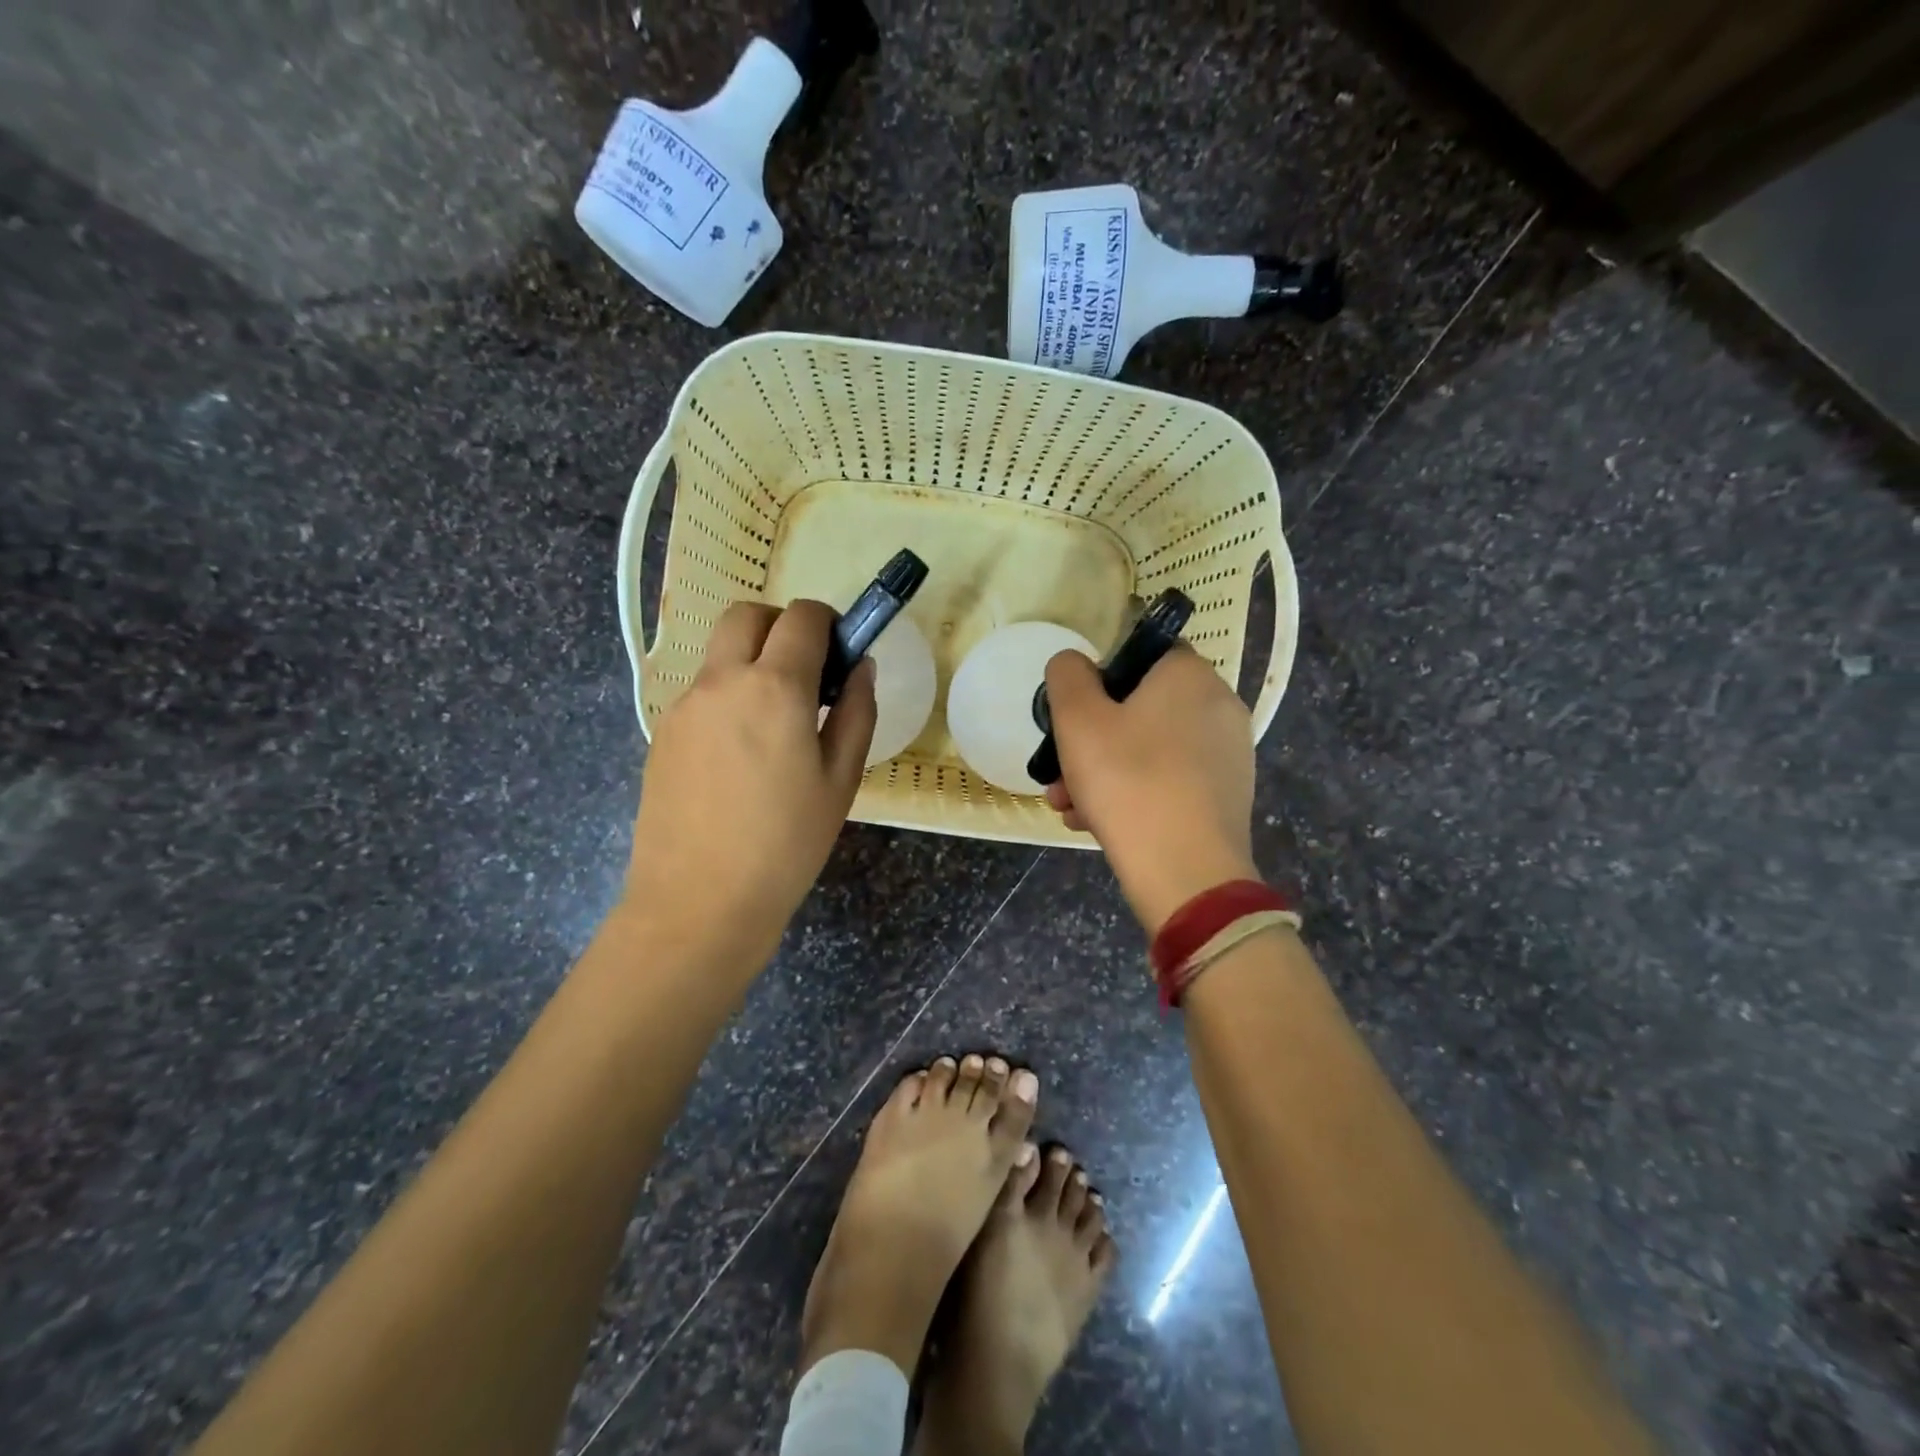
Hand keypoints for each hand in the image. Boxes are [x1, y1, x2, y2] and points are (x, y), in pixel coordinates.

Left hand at [625, 600, 875, 960]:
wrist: (699, 902)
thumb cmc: (786, 845)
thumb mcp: (840, 780)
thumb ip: (856, 712)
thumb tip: (861, 667)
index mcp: (774, 688)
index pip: (803, 617)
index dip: (830, 623)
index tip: (842, 656)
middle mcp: (721, 681)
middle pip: (747, 614)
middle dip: (782, 626)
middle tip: (806, 673)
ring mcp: (684, 705)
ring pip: (719, 653)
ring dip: (752, 661)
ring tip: (774, 723)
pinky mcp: (662, 732)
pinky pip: (702, 692)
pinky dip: (728, 696)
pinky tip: (740, 755)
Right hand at [1043, 645, 1257, 934]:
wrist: (1186, 873)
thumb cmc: (1127, 781)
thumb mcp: (1077, 719)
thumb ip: (1067, 676)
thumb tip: (1074, 665)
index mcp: (1190, 675)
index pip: (1142, 653)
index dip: (1100, 678)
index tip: (1073, 714)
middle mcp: (1219, 706)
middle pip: (1141, 709)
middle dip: (1091, 739)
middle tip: (1059, 772)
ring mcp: (1228, 755)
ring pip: (1150, 750)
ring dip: (1103, 772)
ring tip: (1068, 806)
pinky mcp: (1227, 796)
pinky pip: (1170, 781)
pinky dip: (1134, 794)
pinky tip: (1097, 824)